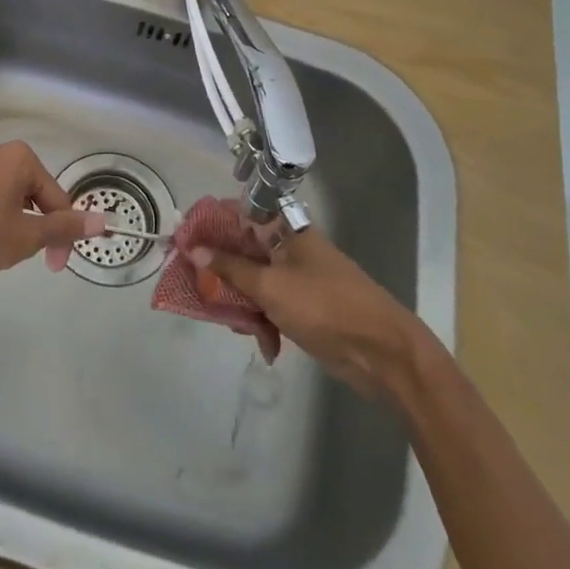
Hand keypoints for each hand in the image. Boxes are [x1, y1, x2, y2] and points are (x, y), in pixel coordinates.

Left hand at [0, 140, 103, 274]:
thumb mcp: (25, 236)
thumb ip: (64, 228)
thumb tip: (104, 221)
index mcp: (20, 159)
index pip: (55, 198)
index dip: (61, 235)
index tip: (55, 266)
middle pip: (29, 193)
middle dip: (33, 226)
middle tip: (24, 257)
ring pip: (1, 196)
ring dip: (7, 222)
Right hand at [190, 228, 412, 391]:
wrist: (383, 354)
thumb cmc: (324, 307)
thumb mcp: (270, 286)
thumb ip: (231, 268)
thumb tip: (195, 249)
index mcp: (287, 231)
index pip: (241, 214)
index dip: (212, 224)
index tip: (185, 239)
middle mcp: (292, 250)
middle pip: (245, 251)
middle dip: (221, 270)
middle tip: (196, 286)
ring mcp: (301, 280)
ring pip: (256, 282)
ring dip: (242, 303)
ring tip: (234, 325)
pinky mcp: (307, 310)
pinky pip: (273, 307)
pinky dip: (265, 324)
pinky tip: (266, 346)